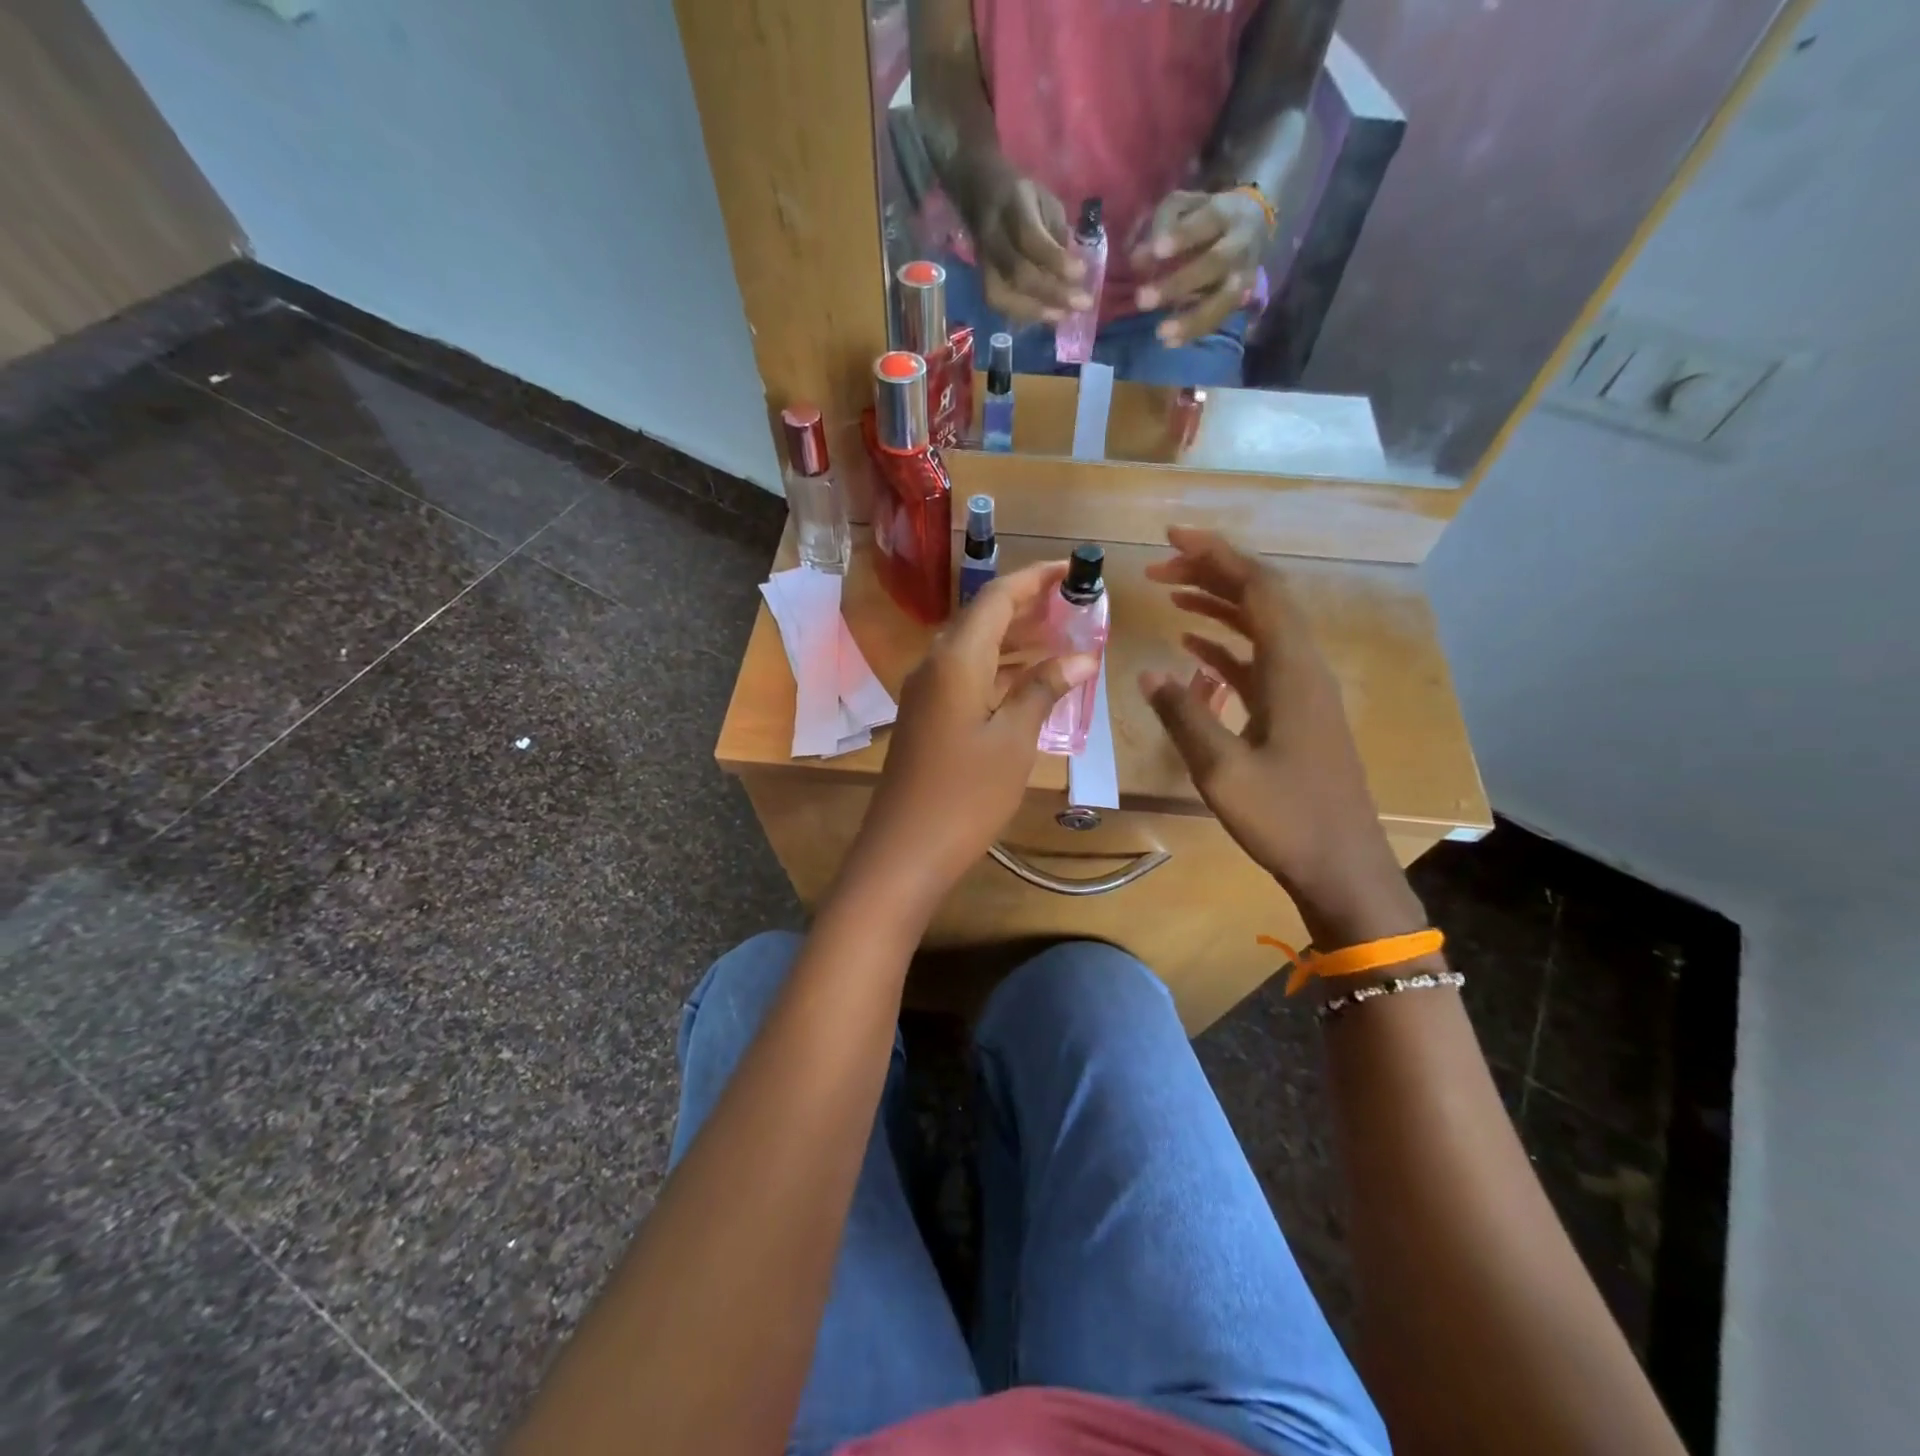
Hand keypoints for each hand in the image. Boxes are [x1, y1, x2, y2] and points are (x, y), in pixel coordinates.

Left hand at [850, 561, 1098, 913]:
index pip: (997, 598)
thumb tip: (1082, 658)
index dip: (1035, 579)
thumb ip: (1043, 690)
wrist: (905, 849)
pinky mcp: (926, 715)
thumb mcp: (1014, 740)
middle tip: (1074, 604)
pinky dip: (998, 668)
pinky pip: (965, 674)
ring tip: (1061, 635)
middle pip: (982, 617)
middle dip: (1028, 605)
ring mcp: (926, 691)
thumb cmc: (966, 794)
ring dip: (1014, 637)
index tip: (1072, 569)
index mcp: (956, 659)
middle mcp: (935, 664)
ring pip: (974, 647)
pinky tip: (1028, 679)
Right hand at [969, 169, 1092, 323]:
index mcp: (1012, 206)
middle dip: (1053, 293)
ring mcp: (984, 262)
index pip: (1030, 239)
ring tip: (1064, 316)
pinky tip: (1046, 316)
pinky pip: (1001, 305)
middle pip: (1018, 274)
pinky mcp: (982, 280)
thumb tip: (1071, 271)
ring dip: (1037, 312)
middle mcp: (993, 237)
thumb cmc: (1023, 198)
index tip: (1081, 273)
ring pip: (1004, 297)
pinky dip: (1024, 314)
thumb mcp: (1047, 201)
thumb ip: (1058, 233)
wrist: (981, 197)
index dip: (1056, 261)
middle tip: (1081, 304)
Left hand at [1129, 189, 1271, 346]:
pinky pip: (1218, 320)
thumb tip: (1138, 259)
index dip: (1183, 235)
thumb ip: (1161, 225)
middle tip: (1142, 299)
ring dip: (1191, 319)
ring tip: (1160, 333)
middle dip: (1178, 283)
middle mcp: (1240, 245)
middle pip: (1215, 263)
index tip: (1157, 249)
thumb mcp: (1184, 206)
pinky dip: (1193, 333)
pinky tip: (1169, 342)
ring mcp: (1244, 276)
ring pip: (1224, 300)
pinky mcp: (1239, 301)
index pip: (1208, 220)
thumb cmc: (1204, 217)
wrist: (1251, 224)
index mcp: (1226, 213)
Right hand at [1138, 527, 1424, 947]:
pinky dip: (1225, 647)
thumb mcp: (1222, 768)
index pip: (1258, 588)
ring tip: (1171, 595)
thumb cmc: (1284, 818)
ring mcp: (1302, 691)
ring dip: (1218, 606)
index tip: (1172, 538)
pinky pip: (1259, 662)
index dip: (1217, 555)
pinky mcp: (1295, 714)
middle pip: (1261, 599)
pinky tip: (1193, 650)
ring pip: (1260, 628)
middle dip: (1212, 573)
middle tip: (1159, 567)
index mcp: (1292, 670)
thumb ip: (1184, 714)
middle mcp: (1303, 667)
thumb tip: (1148, 673)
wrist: (1341, 867)